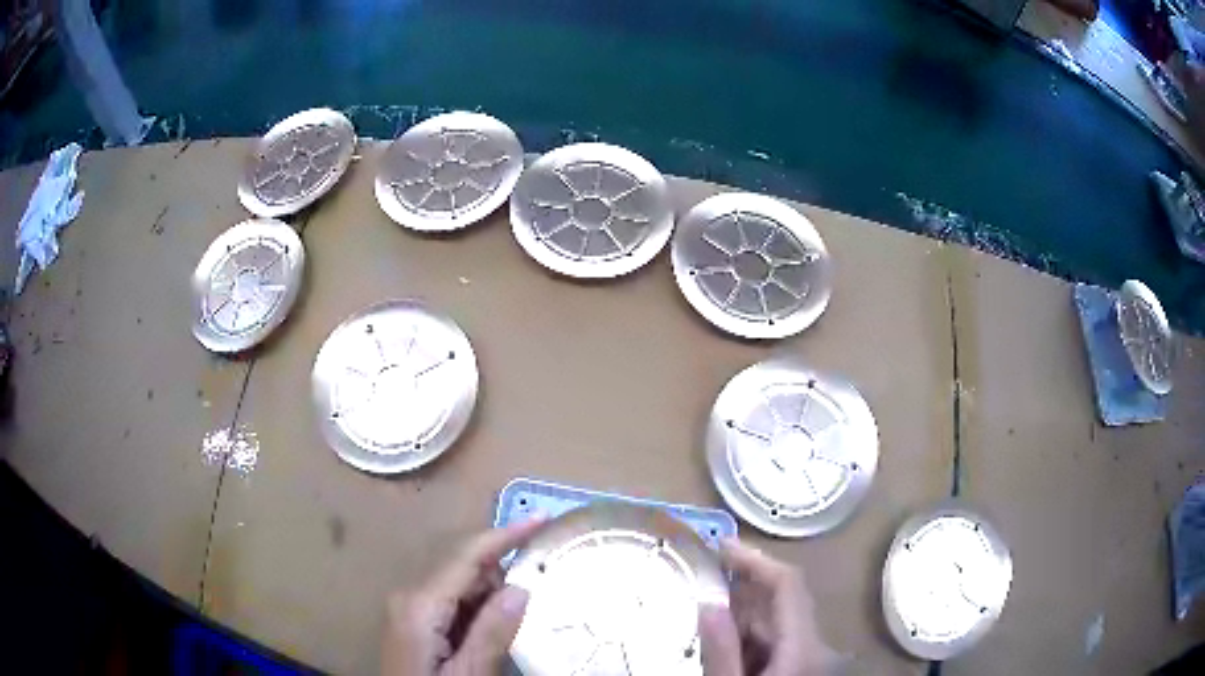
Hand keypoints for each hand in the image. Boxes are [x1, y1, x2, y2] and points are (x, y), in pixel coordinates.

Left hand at [383, 520, 543, 675]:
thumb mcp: (470, 674)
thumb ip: (492, 632)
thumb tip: (521, 587)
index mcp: (420, 605)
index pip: (466, 556)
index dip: (504, 535)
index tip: (542, 519)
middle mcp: (410, 595)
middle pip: (463, 567)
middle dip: (500, 576)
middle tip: (533, 599)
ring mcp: (408, 606)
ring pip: (459, 584)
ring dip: (489, 596)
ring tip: (508, 628)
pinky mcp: (412, 619)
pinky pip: (450, 600)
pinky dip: (475, 609)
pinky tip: (487, 634)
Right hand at [698, 538, 834, 675]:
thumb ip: (721, 649)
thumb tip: (708, 600)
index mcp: (804, 645)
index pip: (788, 584)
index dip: (756, 559)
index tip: (722, 544)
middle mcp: (814, 643)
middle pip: (782, 601)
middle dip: (743, 585)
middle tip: (704, 570)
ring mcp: (809, 655)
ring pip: (776, 621)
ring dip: (741, 611)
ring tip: (704, 602)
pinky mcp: (800, 665)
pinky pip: (775, 640)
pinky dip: (747, 633)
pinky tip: (722, 638)